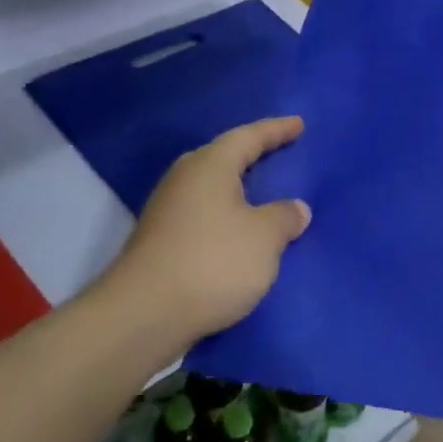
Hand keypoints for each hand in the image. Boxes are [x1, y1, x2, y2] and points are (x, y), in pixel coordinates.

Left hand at [86, 117, 311, 365]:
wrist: (143, 317)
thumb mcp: (265, 237)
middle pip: (224, 158)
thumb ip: (284, 217)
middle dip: (253, 155)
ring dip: (240, 190)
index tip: (299, 124)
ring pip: (213, 190)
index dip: (276, 130)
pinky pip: (206, 217)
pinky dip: (229, 218)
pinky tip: (244, 233)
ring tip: (267, 196)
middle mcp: (185, 180)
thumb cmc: (213, 262)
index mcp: (210, 166)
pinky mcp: (162, 243)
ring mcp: (168, 212)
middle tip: (282, 154)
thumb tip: (294, 208)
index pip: (248, 137)